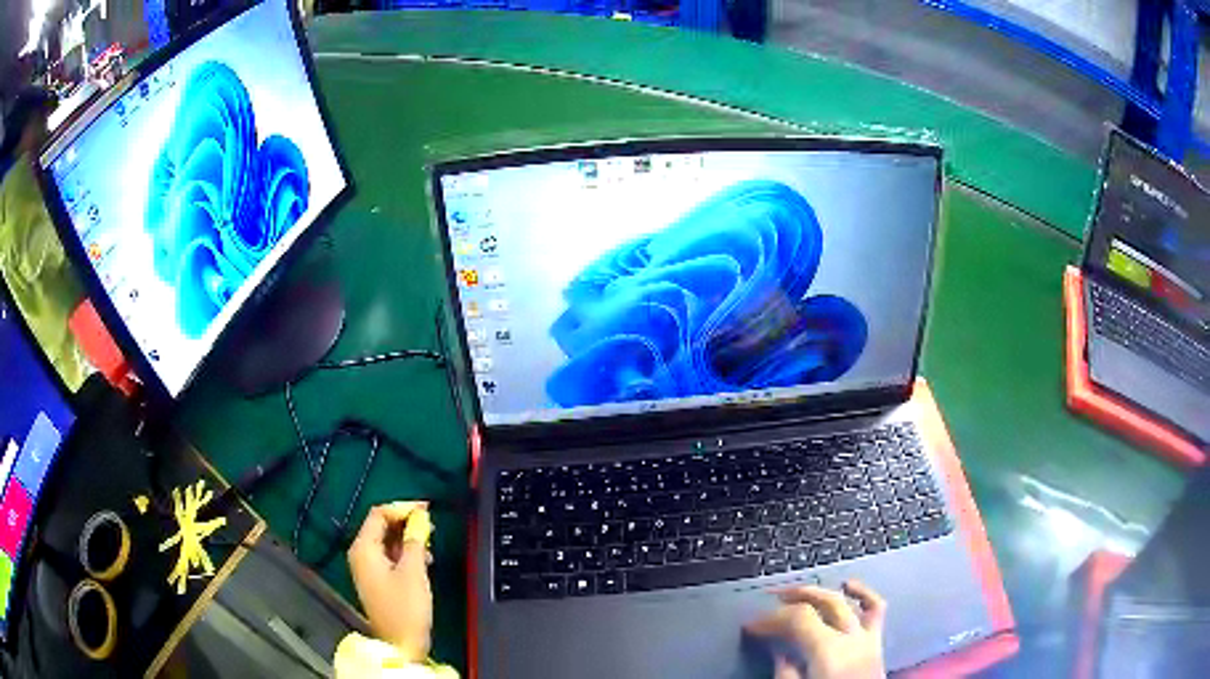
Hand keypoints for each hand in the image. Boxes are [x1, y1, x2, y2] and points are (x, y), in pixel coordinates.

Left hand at [348, 501, 433, 661]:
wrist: (401, 643)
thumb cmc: (406, 607)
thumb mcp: (414, 571)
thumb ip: (416, 540)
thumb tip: (420, 517)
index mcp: (364, 548)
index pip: (379, 514)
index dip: (403, 508)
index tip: (427, 510)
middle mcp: (361, 554)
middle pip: (381, 526)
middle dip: (406, 522)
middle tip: (431, 525)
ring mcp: (368, 568)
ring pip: (387, 541)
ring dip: (408, 538)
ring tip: (430, 544)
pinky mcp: (377, 579)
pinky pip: (389, 555)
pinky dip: (405, 552)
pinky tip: (423, 560)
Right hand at [745, 580, 886, 678]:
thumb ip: (786, 672)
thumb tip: (778, 653)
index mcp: (828, 649)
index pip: (798, 618)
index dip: (771, 619)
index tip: (750, 627)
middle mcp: (850, 636)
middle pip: (820, 604)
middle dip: (792, 599)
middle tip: (768, 603)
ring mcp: (868, 637)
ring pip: (845, 601)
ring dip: (821, 593)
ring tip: (800, 593)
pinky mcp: (877, 643)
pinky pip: (875, 609)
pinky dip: (863, 593)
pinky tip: (848, 586)